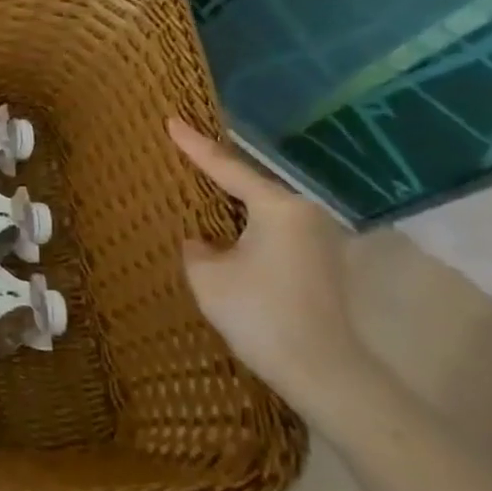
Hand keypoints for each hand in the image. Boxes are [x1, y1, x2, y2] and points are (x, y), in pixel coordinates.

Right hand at [167, 117, 377, 416]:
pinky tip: (224, 230)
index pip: (228, 167)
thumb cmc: (258, 313)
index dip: (195, 145)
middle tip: (182, 152)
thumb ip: (196, 246)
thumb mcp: (206, 275)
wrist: (320, 370)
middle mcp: (304, 214)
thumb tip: (201, 240)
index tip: (171, 120)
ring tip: (199, 189)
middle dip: (216, 171)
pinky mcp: (319, 262)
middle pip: (250, 184)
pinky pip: (273, 228)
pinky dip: (246, 224)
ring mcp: (317, 239)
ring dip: (231, 202)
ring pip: (262, 208)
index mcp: (278, 208)